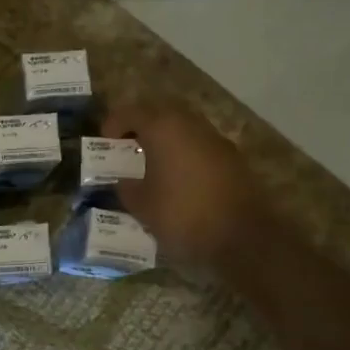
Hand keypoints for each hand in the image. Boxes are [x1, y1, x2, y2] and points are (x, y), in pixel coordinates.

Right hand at [102, 102, 266, 269]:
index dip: (114, 124)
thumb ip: (127, 187)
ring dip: (165, 139)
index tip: (105, 142)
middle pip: (160, 112)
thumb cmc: (183, 215)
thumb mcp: (142, 206)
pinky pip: (200, 145)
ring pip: (183, 127)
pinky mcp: (232, 158)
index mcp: (164, 129)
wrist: (243, 237)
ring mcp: (216, 139)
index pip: (132, 111)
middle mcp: (191, 125)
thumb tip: (124, 181)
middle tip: (127, 147)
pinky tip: (178, 178)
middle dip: (141, 126)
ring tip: (151, 164)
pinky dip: (184, 153)